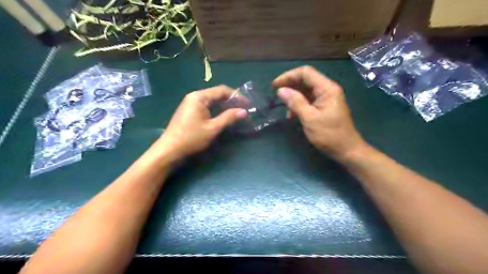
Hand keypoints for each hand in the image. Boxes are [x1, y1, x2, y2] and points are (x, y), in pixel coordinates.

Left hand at [157, 86, 247, 161]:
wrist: (169, 149)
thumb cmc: (191, 138)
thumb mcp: (213, 128)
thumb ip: (229, 118)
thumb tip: (244, 111)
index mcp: (199, 97)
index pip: (221, 90)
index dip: (236, 95)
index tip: (247, 104)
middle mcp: (194, 96)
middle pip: (216, 94)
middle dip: (231, 100)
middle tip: (243, 109)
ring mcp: (190, 103)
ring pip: (211, 100)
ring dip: (224, 105)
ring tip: (236, 112)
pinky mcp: (189, 111)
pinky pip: (206, 106)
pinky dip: (216, 109)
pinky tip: (223, 116)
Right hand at [274, 65, 365, 160]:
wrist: (347, 150)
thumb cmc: (329, 135)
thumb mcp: (309, 118)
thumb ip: (295, 102)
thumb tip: (280, 90)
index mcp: (327, 88)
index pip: (306, 73)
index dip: (289, 76)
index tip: (275, 85)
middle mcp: (327, 89)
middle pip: (306, 80)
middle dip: (290, 86)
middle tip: (277, 96)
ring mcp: (326, 98)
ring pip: (306, 90)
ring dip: (294, 97)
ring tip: (286, 110)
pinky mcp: (324, 106)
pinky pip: (309, 100)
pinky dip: (299, 104)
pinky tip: (293, 115)